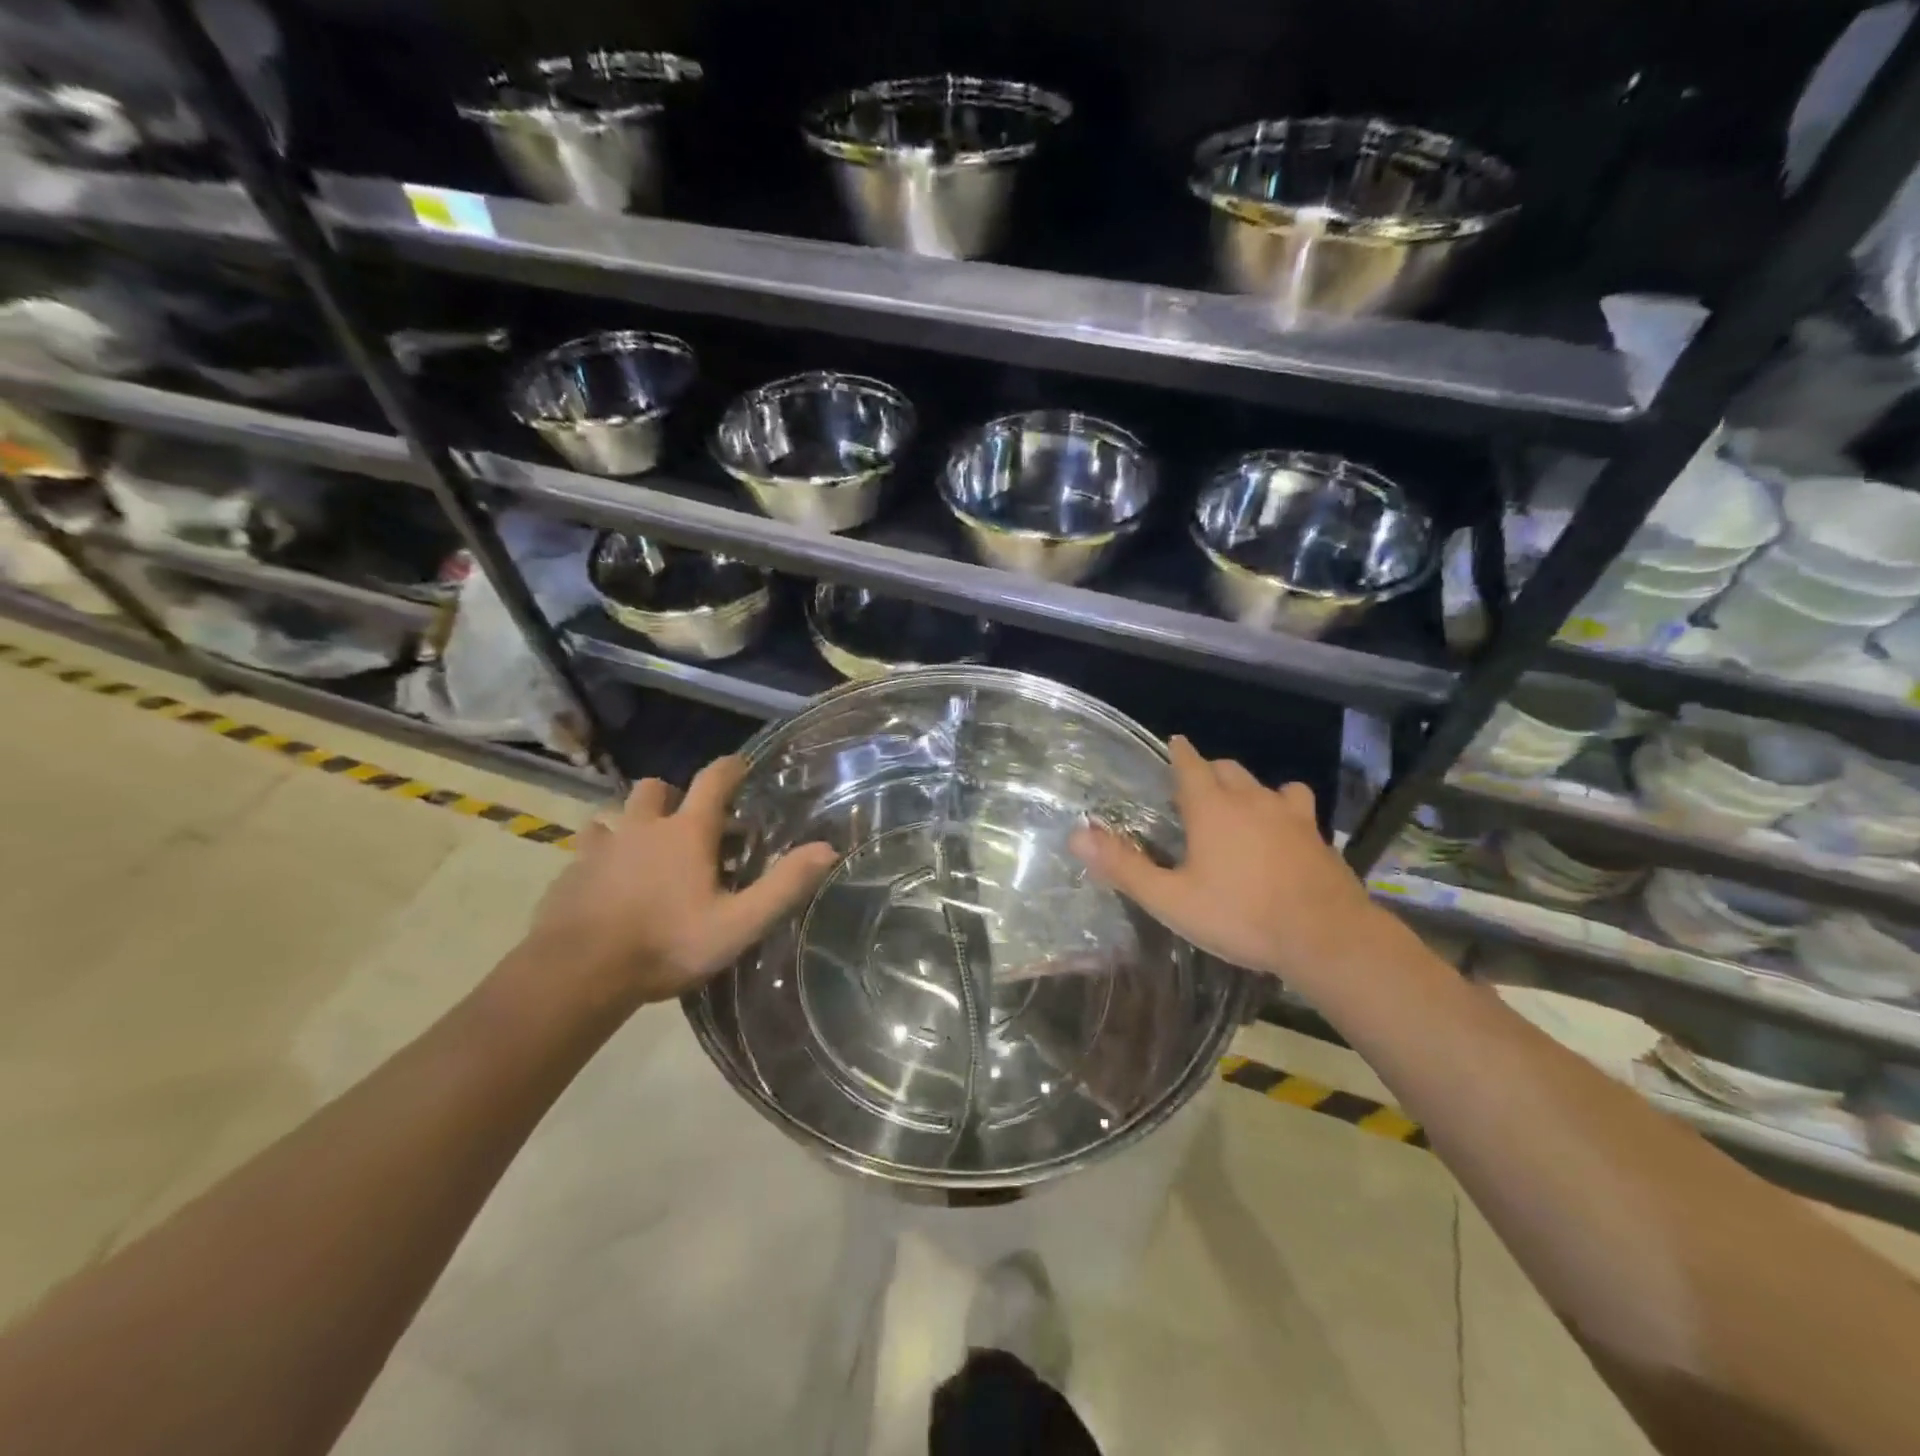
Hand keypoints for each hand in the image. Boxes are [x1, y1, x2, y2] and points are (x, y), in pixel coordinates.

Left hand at [521, 755, 837, 1012]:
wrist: (577, 974)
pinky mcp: (570, 872)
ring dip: (632, 822)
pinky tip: (606, 881)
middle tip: (688, 823)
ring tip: (644, 850)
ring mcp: (601, 847)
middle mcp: (642, 827)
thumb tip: (827, 849)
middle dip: (673, 795)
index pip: (713, 780)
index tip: (742, 765)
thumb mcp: (738, 923)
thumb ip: (783, 885)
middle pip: (654, 788)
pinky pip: (588, 848)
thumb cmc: (666, 944)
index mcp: (686, 832)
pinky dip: (602, 854)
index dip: (730, 768)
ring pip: (614, 814)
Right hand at [1068, 736, 1393, 994]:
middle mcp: (1251, 800)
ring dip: (1246, 787)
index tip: (1174, 742)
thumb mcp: (1171, 899)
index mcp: (1212, 808)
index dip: (1180, 752)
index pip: (1191, 764)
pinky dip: (1282, 808)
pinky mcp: (1317, 835)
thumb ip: (1124, 866)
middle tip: (1193, 790)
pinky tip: (1281, 831)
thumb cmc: (1240, 916)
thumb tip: (1077, 835)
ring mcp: (1290, 815)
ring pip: (1264, 784)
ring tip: (1237, 807)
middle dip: (1208, 771)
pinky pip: (1295, 806)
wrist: (1325, 937)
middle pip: (1227, 768)